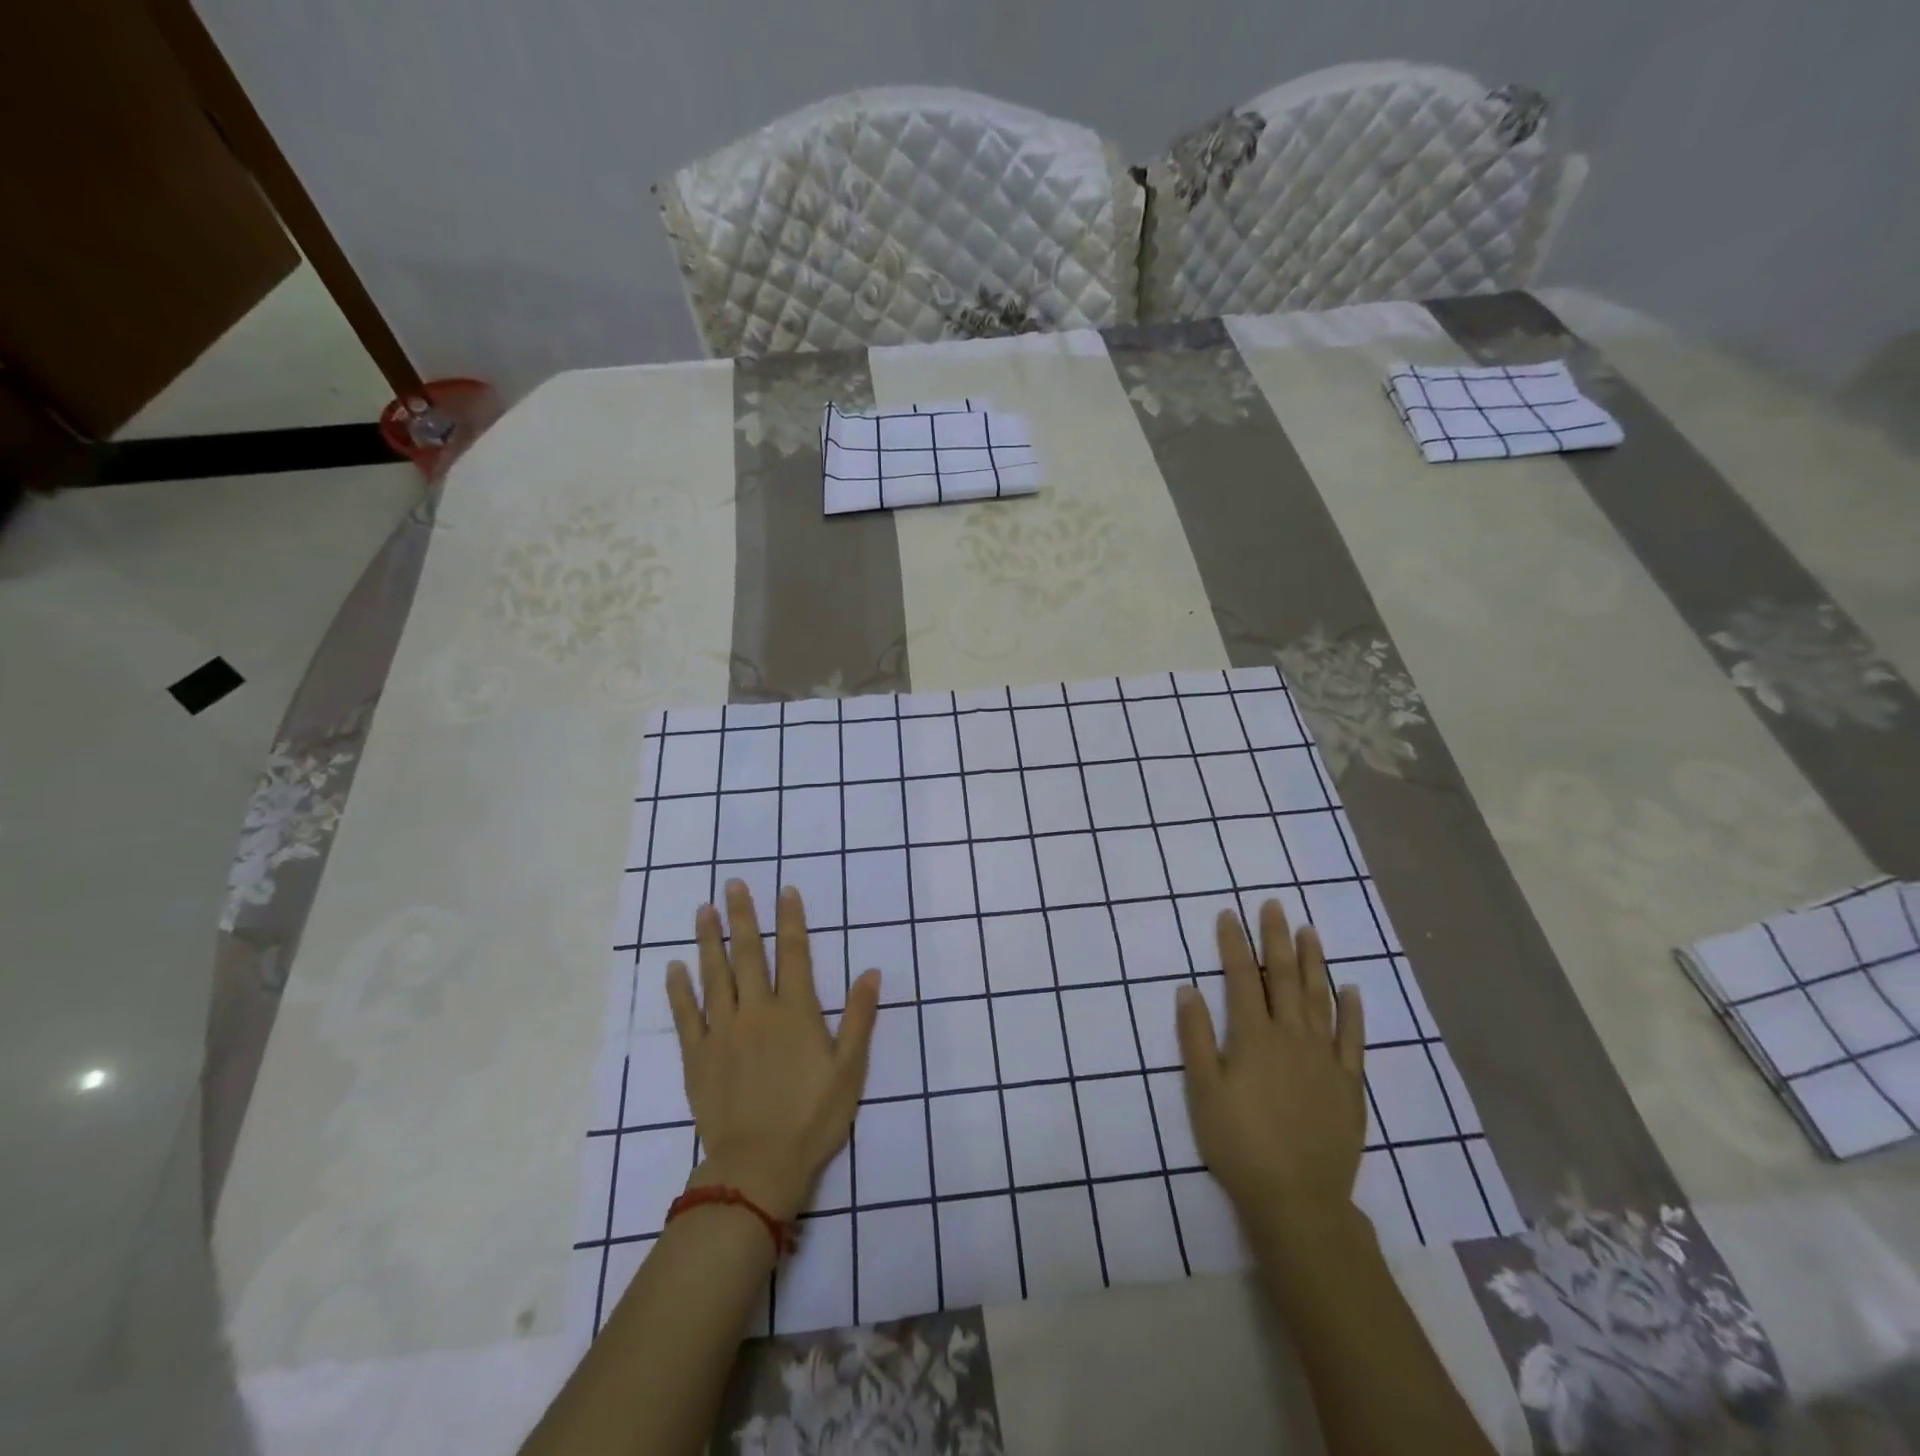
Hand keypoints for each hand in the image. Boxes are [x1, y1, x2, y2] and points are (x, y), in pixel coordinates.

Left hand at [666, 881, 880, 1222]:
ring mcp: (723, 1032)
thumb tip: (871, 971)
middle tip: (733, 884)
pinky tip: (674, 968)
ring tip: (702, 911)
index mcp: (795, 1011)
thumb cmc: (813, 1116)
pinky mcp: (698, 1057)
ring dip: (708, 941)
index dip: (790, 919)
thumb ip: (860, 1017)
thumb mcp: (850, 1068)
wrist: (759, 1165)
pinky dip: (679, 990)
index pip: (793, 953)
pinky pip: (686, 1016)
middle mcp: (757, 1011)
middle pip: (748, 954)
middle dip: (742, 917)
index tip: (785, 889)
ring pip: (714, 976)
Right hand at [1176, 899, 1366, 1230]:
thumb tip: (1187, 988)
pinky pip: (1353, 1037)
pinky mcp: (1349, 1082)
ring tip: (1308, 931)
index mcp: (1253, 1037)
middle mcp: (1292, 1037)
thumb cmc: (1240, 1144)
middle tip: (1274, 905)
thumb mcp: (1203, 1091)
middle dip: (1275, 939)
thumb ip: (1195, 1038)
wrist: (1298, 1199)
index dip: (1233, 944)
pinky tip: (1352, 988)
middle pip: (1283, 978)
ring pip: (1319, 998)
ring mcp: (1325, 1058)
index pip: (1240, 978)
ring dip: (1313, 962)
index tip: (1228, 914)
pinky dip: (1353, 1010)